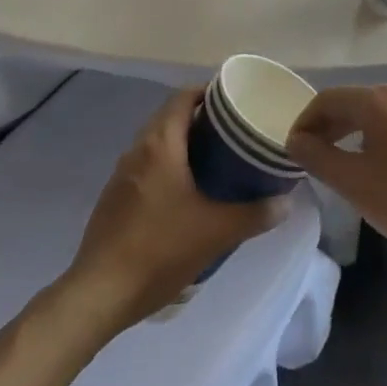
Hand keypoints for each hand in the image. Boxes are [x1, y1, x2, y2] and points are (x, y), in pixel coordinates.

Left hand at [67, 88, 289, 329]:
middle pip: (170, 117)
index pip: (183, 97)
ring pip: (157, 142)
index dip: (209, 92)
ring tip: (216, 159)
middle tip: (233, 131)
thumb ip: (255, 214)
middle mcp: (137, 150)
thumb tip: (286, 202)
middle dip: (201, 118)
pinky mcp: (115, 197)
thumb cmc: (160, 249)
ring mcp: (122, 174)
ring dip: (184, 143)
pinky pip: (147, 165)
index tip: (235, 101)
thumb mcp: (217, 232)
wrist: (100, 293)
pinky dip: (169, 165)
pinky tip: (187, 192)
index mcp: (160, 144)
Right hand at [286, 85, 386, 280]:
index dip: (304, 122)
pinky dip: (378, 140)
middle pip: (354, 102)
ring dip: (352, 135)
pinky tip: (380, 171)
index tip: (291, 152)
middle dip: (328, 128)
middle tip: (310, 161)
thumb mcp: (358, 186)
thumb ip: (320, 159)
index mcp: (381, 99)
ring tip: (340, 168)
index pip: (328, 99)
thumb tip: (296, 140)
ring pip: (377, 115)